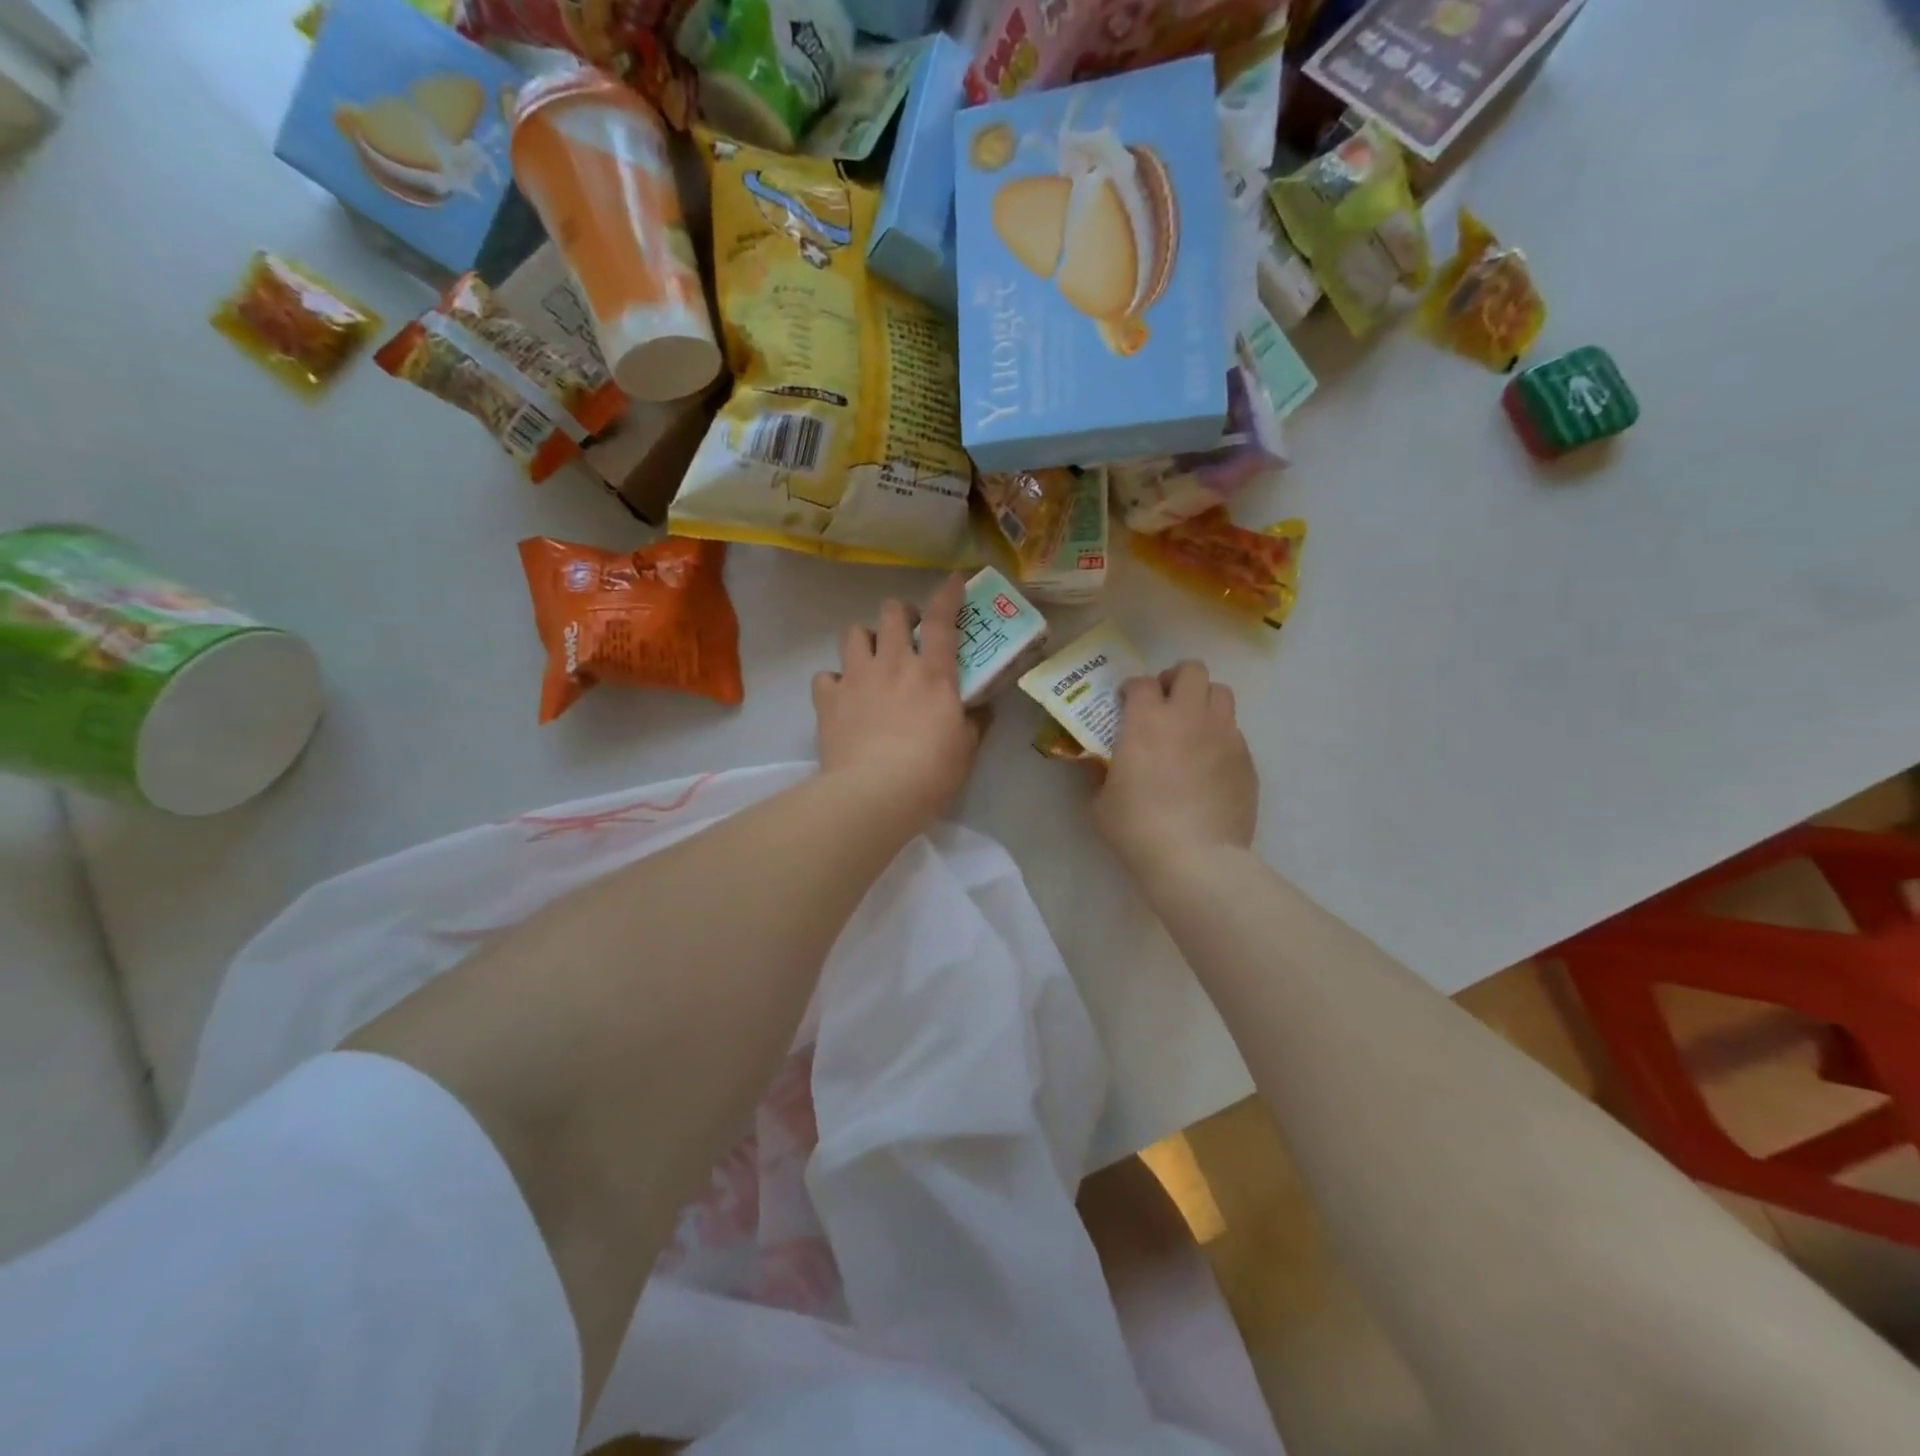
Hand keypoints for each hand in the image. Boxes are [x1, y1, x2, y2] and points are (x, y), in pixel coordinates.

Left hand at [813, 574, 984, 830]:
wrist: (874, 794)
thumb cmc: (930, 772)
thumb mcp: (965, 749)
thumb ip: (974, 723)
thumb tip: (981, 710)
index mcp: (933, 673)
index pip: (942, 619)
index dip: (947, 594)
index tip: (953, 580)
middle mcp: (893, 663)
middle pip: (891, 612)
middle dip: (900, 613)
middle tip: (906, 632)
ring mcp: (856, 678)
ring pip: (853, 633)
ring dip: (864, 639)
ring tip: (870, 659)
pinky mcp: (828, 699)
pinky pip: (825, 676)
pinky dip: (834, 681)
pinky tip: (842, 697)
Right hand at [1094, 660, 1257, 884]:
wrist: (1195, 858)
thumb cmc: (1138, 828)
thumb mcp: (1102, 803)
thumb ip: (1100, 775)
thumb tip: (1097, 764)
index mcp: (1146, 720)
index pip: (1141, 682)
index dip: (1132, 689)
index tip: (1125, 705)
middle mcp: (1188, 716)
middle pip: (1191, 671)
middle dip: (1176, 680)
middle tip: (1165, 703)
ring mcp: (1222, 734)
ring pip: (1221, 693)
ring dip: (1203, 701)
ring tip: (1192, 726)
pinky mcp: (1246, 759)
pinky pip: (1234, 732)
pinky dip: (1220, 736)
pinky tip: (1208, 763)